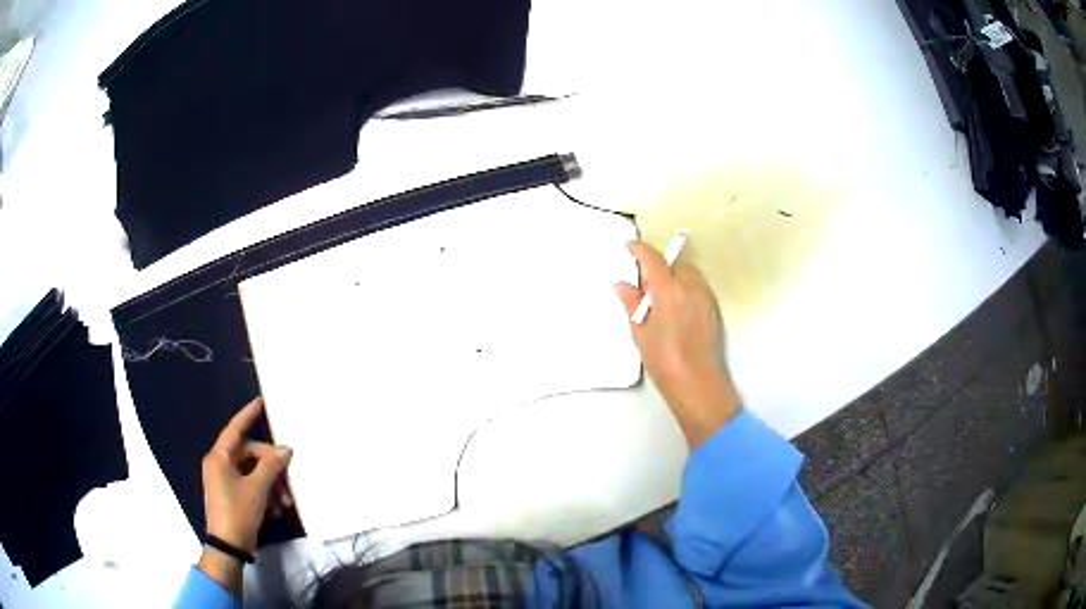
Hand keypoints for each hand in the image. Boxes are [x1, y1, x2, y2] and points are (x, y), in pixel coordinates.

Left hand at [202, 397, 292, 552]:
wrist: (229, 546)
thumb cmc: (238, 512)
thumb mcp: (258, 489)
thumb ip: (271, 466)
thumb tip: (286, 449)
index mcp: (220, 457)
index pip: (235, 429)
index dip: (248, 415)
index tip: (262, 402)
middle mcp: (220, 464)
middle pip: (249, 454)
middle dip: (271, 467)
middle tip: (288, 479)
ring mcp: (225, 481)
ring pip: (253, 472)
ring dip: (271, 484)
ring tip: (285, 502)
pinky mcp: (232, 495)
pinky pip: (251, 485)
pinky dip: (265, 494)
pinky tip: (276, 509)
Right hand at [616, 241, 739, 446]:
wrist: (697, 381)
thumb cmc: (663, 358)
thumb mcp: (640, 331)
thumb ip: (632, 303)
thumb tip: (623, 284)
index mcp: (668, 288)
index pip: (653, 258)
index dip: (640, 249)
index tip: (629, 245)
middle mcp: (689, 285)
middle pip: (673, 263)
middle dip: (659, 265)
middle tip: (644, 282)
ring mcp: (704, 296)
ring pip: (688, 273)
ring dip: (674, 275)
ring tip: (660, 296)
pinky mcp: (713, 308)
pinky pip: (697, 286)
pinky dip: (685, 287)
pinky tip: (676, 307)